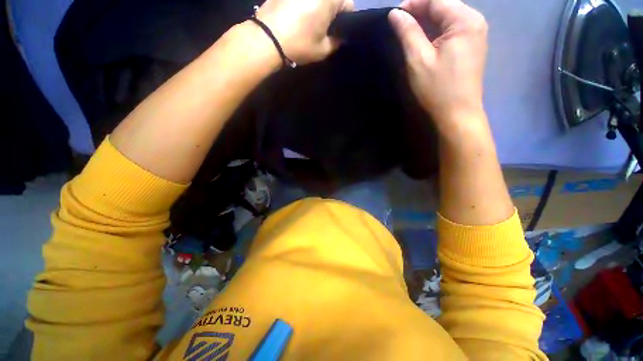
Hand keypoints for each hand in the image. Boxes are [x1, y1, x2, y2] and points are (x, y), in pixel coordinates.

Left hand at [256, 0, 353, 64]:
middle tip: (323, 28)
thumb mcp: (323, 50)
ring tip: (309, 23)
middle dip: (331, 12)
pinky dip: (303, 5)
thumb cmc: (299, 44)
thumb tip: (339, 37)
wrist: (267, 38)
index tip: (338, 32)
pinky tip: (297, 17)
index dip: (346, 20)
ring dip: (317, 8)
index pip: (348, 5)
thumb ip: (336, 42)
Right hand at [389, 0, 487, 129]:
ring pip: (448, 17)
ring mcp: (476, 33)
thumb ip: (408, 33)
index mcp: (464, 21)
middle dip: (421, 11)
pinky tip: (424, 39)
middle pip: (445, 6)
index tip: (395, 14)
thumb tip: (395, 13)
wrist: (457, 113)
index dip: (414, 3)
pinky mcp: (472, 46)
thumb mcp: (418, 60)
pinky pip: (453, 29)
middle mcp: (475, 21)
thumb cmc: (437, 89)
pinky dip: (437, 31)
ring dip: (428, 21)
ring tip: (409, 31)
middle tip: (400, 23)